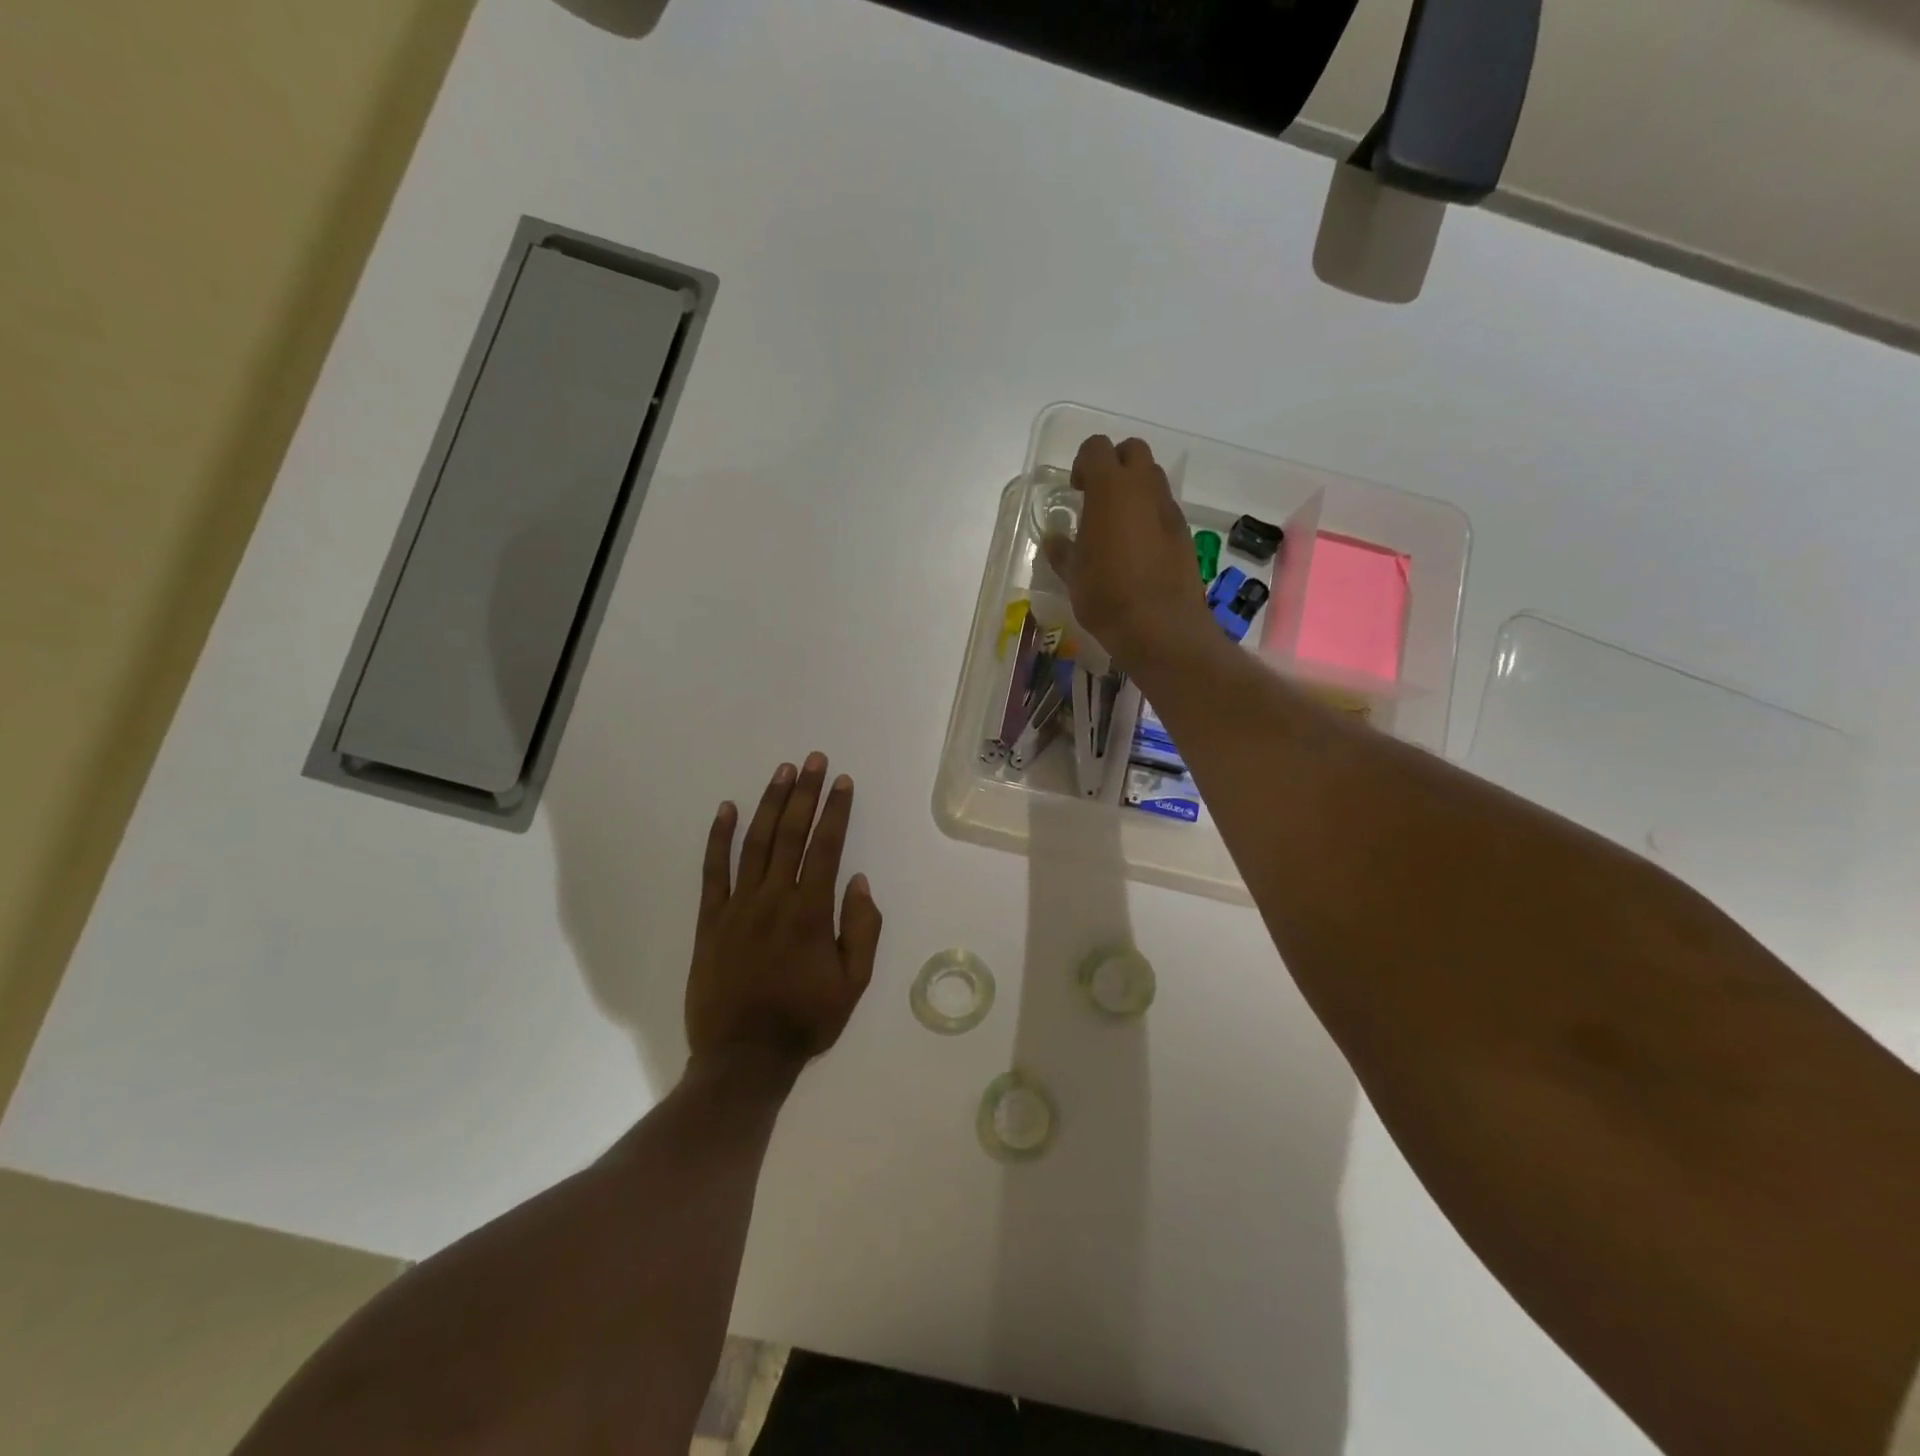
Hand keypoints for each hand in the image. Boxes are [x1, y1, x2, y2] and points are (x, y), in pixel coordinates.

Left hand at [686, 754, 882, 1069]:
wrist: (743, 1057)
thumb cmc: (805, 1020)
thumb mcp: (853, 984)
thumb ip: (862, 929)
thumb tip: (859, 882)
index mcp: (811, 912)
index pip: (826, 847)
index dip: (836, 811)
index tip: (842, 781)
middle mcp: (774, 899)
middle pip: (791, 834)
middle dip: (805, 793)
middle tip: (813, 760)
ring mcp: (738, 906)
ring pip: (755, 843)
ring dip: (770, 804)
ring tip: (782, 773)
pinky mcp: (710, 920)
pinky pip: (713, 871)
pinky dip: (718, 838)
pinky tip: (725, 809)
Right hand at [1043, 436, 1210, 669]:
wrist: (1160, 626)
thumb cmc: (1106, 594)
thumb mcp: (1072, 574)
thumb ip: (1062, 550)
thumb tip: (1055, 539)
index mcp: (1110, 488)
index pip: (1096, 448)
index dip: (1083, 463)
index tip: (1076, 490)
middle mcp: (1143, 488)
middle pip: (1132, 451)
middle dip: (1115, 465)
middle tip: (1098, 498)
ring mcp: (1169, 509)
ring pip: (1152, 478)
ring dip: (1135, 490)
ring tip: (1118, 525)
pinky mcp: (1184, 533)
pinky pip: (1164, 509)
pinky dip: (1150, 516)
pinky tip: (1138, 549)